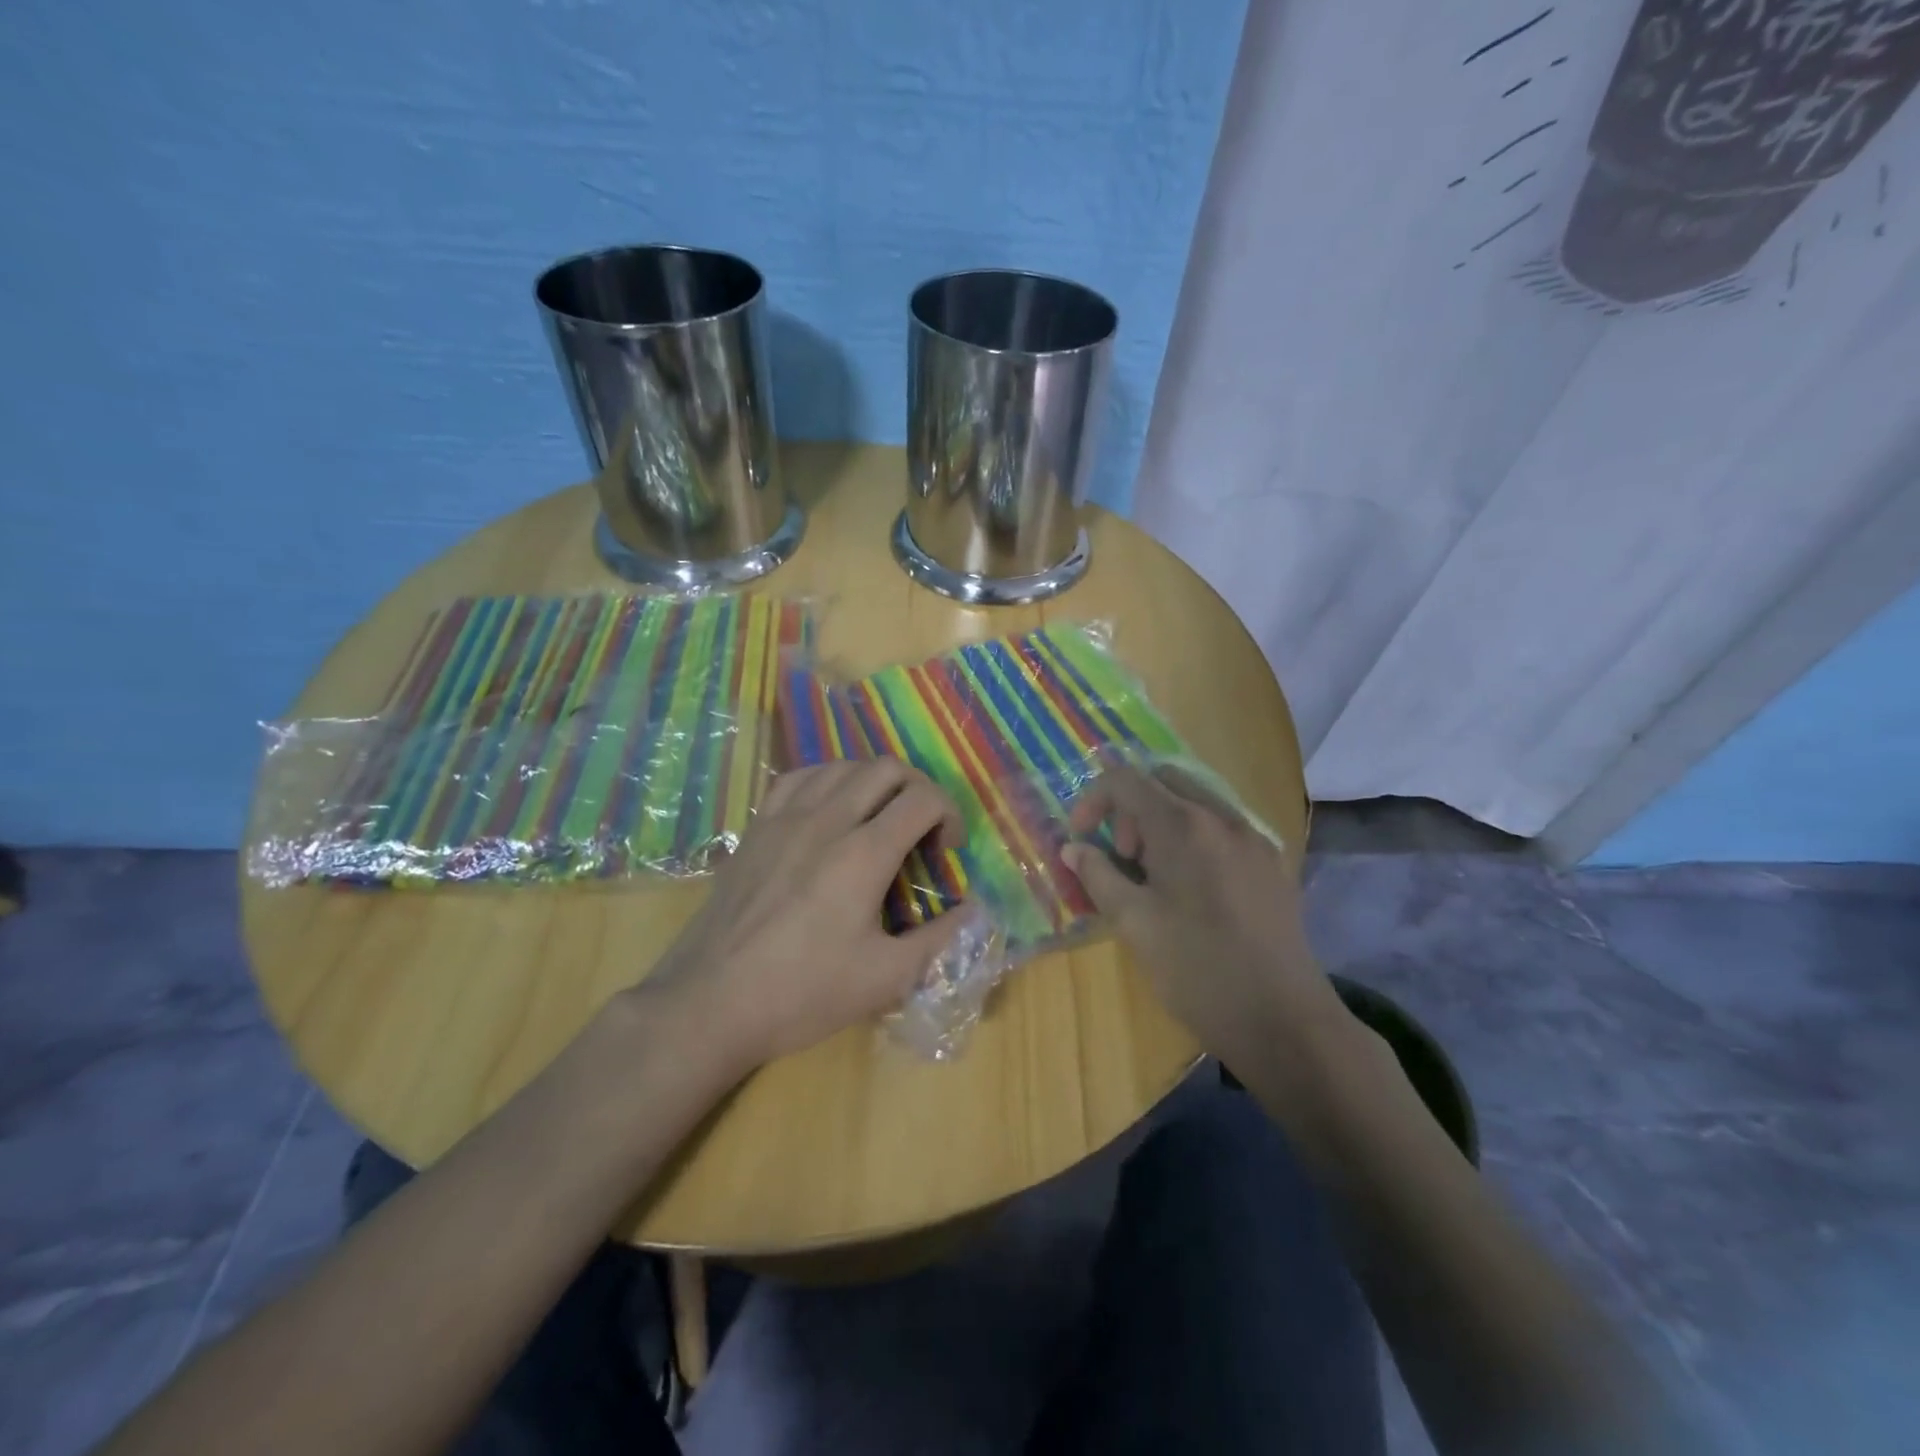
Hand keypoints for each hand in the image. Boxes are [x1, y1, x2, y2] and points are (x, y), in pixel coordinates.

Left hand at [641, 761, 968, 1070]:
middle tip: (921, 830)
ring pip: (842, 765)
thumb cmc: (802, 993)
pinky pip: (798, 778)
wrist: (710, 1002)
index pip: (923, 799)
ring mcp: (785, 818)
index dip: (949, 814)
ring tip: (879, 818)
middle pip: (886, 768)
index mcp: (863, 854)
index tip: (948, 850)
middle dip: (918, 790)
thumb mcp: (885, 979)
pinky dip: (827, 781)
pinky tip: (829, 810)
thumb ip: (940, 939)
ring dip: (874, 782)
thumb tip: (974, 911)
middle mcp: (826, 820)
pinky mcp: (756, 827)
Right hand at [1062, 765, 1343, 1072]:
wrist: (1283, 1021)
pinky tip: (1192, 888)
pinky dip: (1194, 837)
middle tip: (1122, 857)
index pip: (1126, 781)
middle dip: (1131, 809)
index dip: (1092, 801)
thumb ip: (1097, 875)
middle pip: (1164, 781)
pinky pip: (1223, 827)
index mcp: (1184, 825)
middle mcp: (1222, 817)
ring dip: (1162, 821)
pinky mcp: (1272, 863)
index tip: (1081, 839)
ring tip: (1155, 876)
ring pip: (1196, 801)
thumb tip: (1073, 849)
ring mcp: (1254, 838)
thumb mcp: (1133, 924)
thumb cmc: (1196, 970)